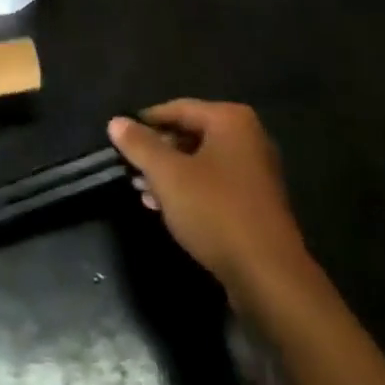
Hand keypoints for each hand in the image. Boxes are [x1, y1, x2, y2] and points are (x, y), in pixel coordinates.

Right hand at [108, 100, 313, 297]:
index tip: (119, 138)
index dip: (145, 122)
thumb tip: (116, 121)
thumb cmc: (215, 211)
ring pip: (200, 162)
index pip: (178, 108)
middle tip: (129, 168)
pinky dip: (189, 191)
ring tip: (141, 190)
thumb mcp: (168, 175)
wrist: (268, 275)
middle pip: (190, 134)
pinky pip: (214, 185)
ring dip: (169, 174)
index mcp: (231, 121)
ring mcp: (255, 172)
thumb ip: (140, 145)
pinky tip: (164, 208)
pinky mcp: (255, 203)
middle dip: (157, 152)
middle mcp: (248, 138)